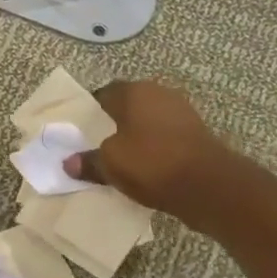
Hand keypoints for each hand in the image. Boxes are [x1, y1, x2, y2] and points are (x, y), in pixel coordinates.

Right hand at [64, 81, 228, 214]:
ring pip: (148, 121)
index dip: (90, 111)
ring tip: (120, 158)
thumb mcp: (110, 165)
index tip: (81, 131)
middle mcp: (159, 93)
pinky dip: (154, 147)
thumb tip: (69, 163)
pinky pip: (165, 136)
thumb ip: (88, 162)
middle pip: (128, 105)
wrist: (207, 185)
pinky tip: (146, 166)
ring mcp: (182, 112)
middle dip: (114, 123)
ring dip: (136, 135)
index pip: (104, 93)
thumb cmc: (151, 163)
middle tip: (98, 145)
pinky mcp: (196, 133)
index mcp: (135, 92)